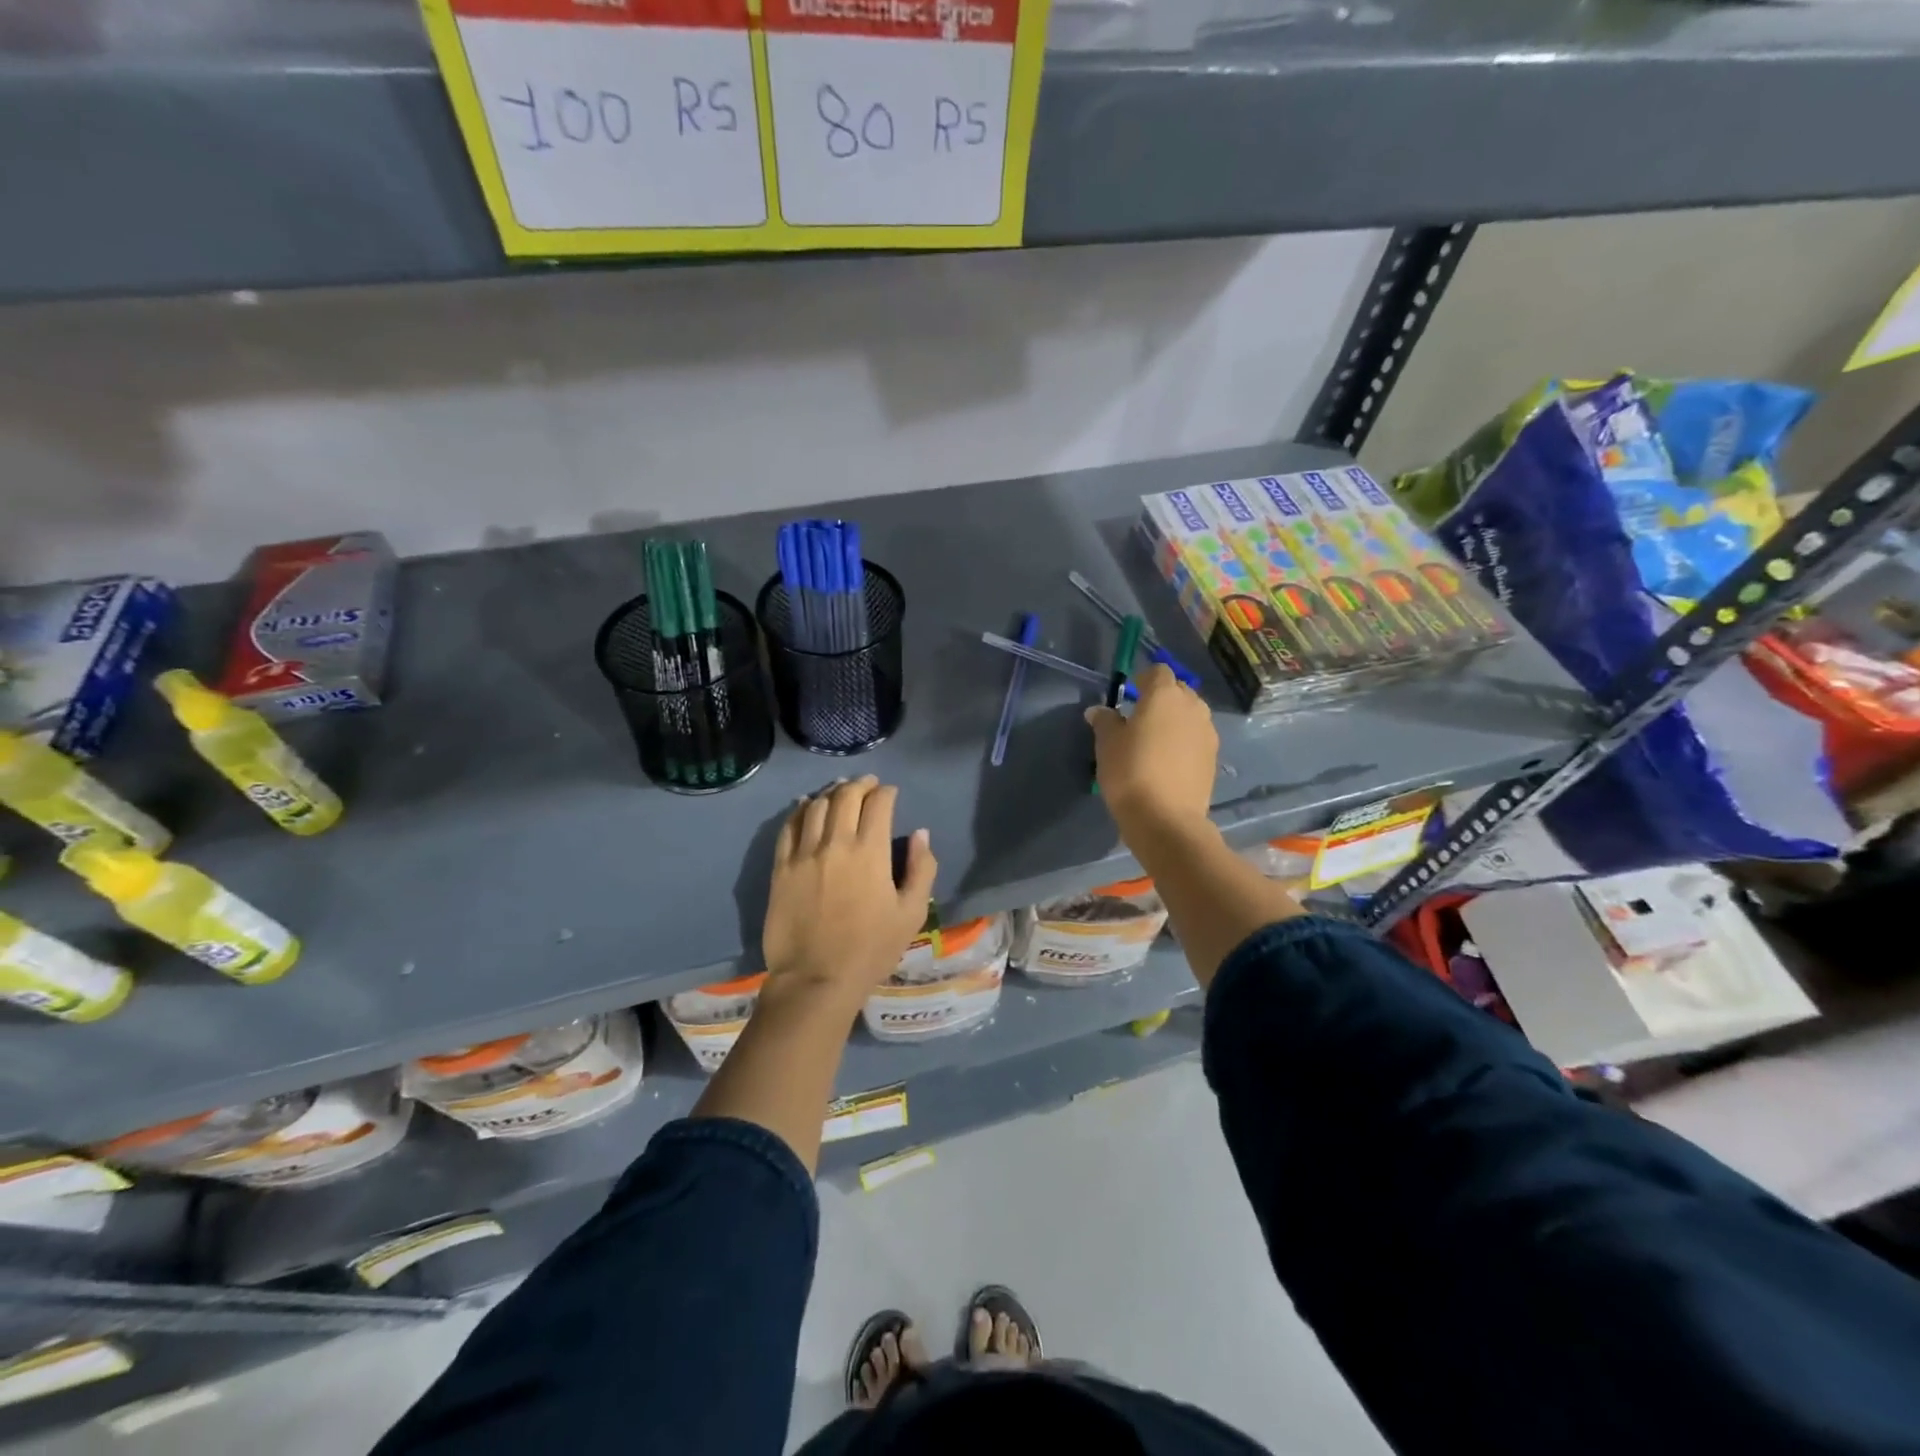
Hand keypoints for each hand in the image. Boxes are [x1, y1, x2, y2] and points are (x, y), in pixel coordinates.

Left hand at [762, 776, 937, 1014]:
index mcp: (870, 852)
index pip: (879, 804)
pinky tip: (806, 806)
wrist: (816, 980)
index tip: (891, 793)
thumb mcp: (911, 914)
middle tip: (868, 785)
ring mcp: (804, 853)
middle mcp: (835, 843)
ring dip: (831, 793)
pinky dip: (800, 810)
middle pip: (845, 796)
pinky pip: (788, 827)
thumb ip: (922, 869)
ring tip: (839, 792)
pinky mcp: (781, 867)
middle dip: (860, 785)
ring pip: (816, 806)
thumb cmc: (871, 949)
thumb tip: (920, 834)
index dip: (887, 793)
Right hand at [1085, 663, 1217, 841]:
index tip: (1129, 695)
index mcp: (1164, 695)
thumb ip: (1105, 722)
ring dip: (1175, 719)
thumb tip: (1099, 711)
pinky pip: (1197, 737)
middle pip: (1178, 690)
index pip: (1158, 671)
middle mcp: (1192, 707)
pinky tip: (1168, 760)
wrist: (1166, 819)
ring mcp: (1207, 732)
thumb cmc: (1130, 773)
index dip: (1143, 679)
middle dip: (1161, 697)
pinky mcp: (1213, 757)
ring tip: (1155, 739)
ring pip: (1191, 714)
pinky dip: (1184, 741)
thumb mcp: (1107, 745)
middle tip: (1140, 717)